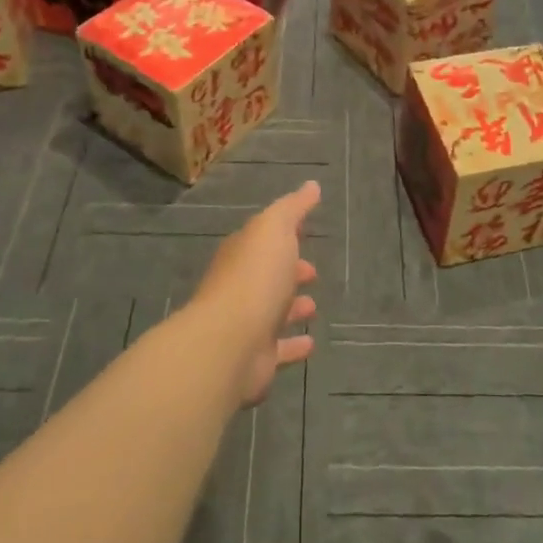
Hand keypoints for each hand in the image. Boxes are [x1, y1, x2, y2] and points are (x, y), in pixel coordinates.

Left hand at [189, 181, 321, 407]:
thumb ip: (292, 208)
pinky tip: (311, 343)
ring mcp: (247, 323)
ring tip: (313, 305)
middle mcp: (241, 287)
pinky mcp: (256, 357)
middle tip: (312, 271)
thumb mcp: (274, 229)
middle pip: (267, 275)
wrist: (230, 342)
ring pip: (272, 311)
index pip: (263, 239)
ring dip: (292, 307)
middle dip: (288, 270)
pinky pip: (279, 348)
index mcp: (242, 253)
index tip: (305, 231)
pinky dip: (294, 345)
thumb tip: (311, 185)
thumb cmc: (255, 278)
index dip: (284, 234)